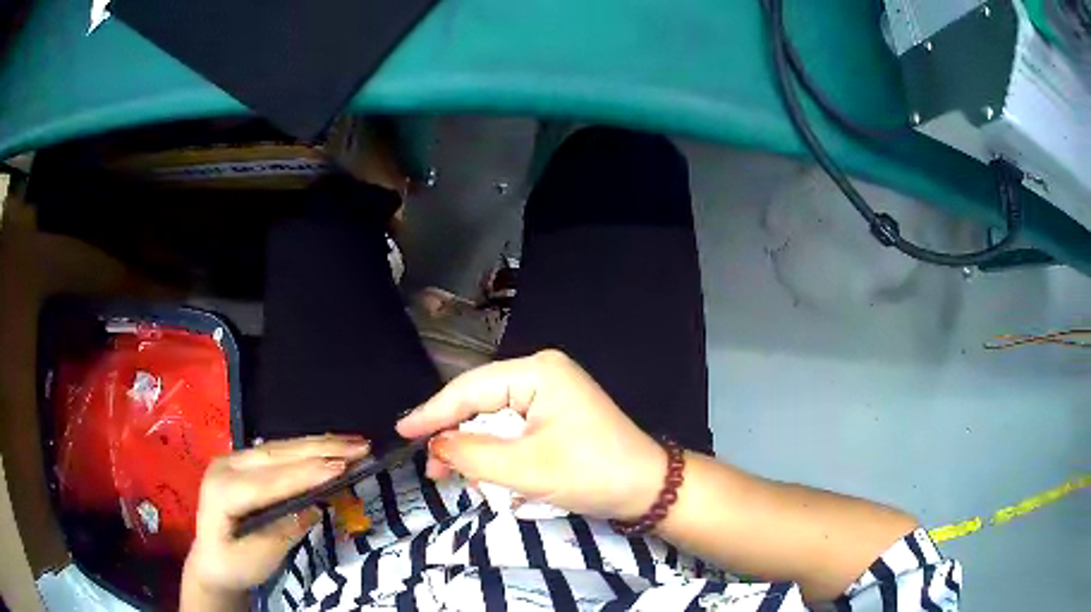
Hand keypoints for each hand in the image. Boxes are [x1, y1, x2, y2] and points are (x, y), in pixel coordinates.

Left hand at [182, 435, 370, 598]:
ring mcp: (233, 460)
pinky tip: (326, 446)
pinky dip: (305, 449)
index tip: (343, 465)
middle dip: (319, 449)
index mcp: (223, 491)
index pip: (270, 480)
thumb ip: (283, 532)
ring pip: (278, 448)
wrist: (211, 561)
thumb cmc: (233, 566)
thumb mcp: (258, 559)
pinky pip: (277, 452)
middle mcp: (226, 466)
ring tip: (352, 441)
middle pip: (276, 455)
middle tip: (360, 445)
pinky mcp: (243, 463)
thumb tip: (313, 507)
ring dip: (316, 445)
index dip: (307, 473)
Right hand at [397, 350, 665, 520]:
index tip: (402, 432)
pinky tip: (488, 475)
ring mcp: (550, 396)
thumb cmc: (592, 473)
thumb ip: (472, 454)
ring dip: (475, 450)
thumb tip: (436, 446)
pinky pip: (512, 432)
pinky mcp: (554, 418)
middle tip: (434, 469)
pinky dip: (497, 454)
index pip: (470, 390)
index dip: (432, 412)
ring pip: (494, 421)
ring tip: (458, 478)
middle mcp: (542, 376)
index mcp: (537, 373)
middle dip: (455, 436)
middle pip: (480, 403)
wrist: (647, 490)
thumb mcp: (526, 468)